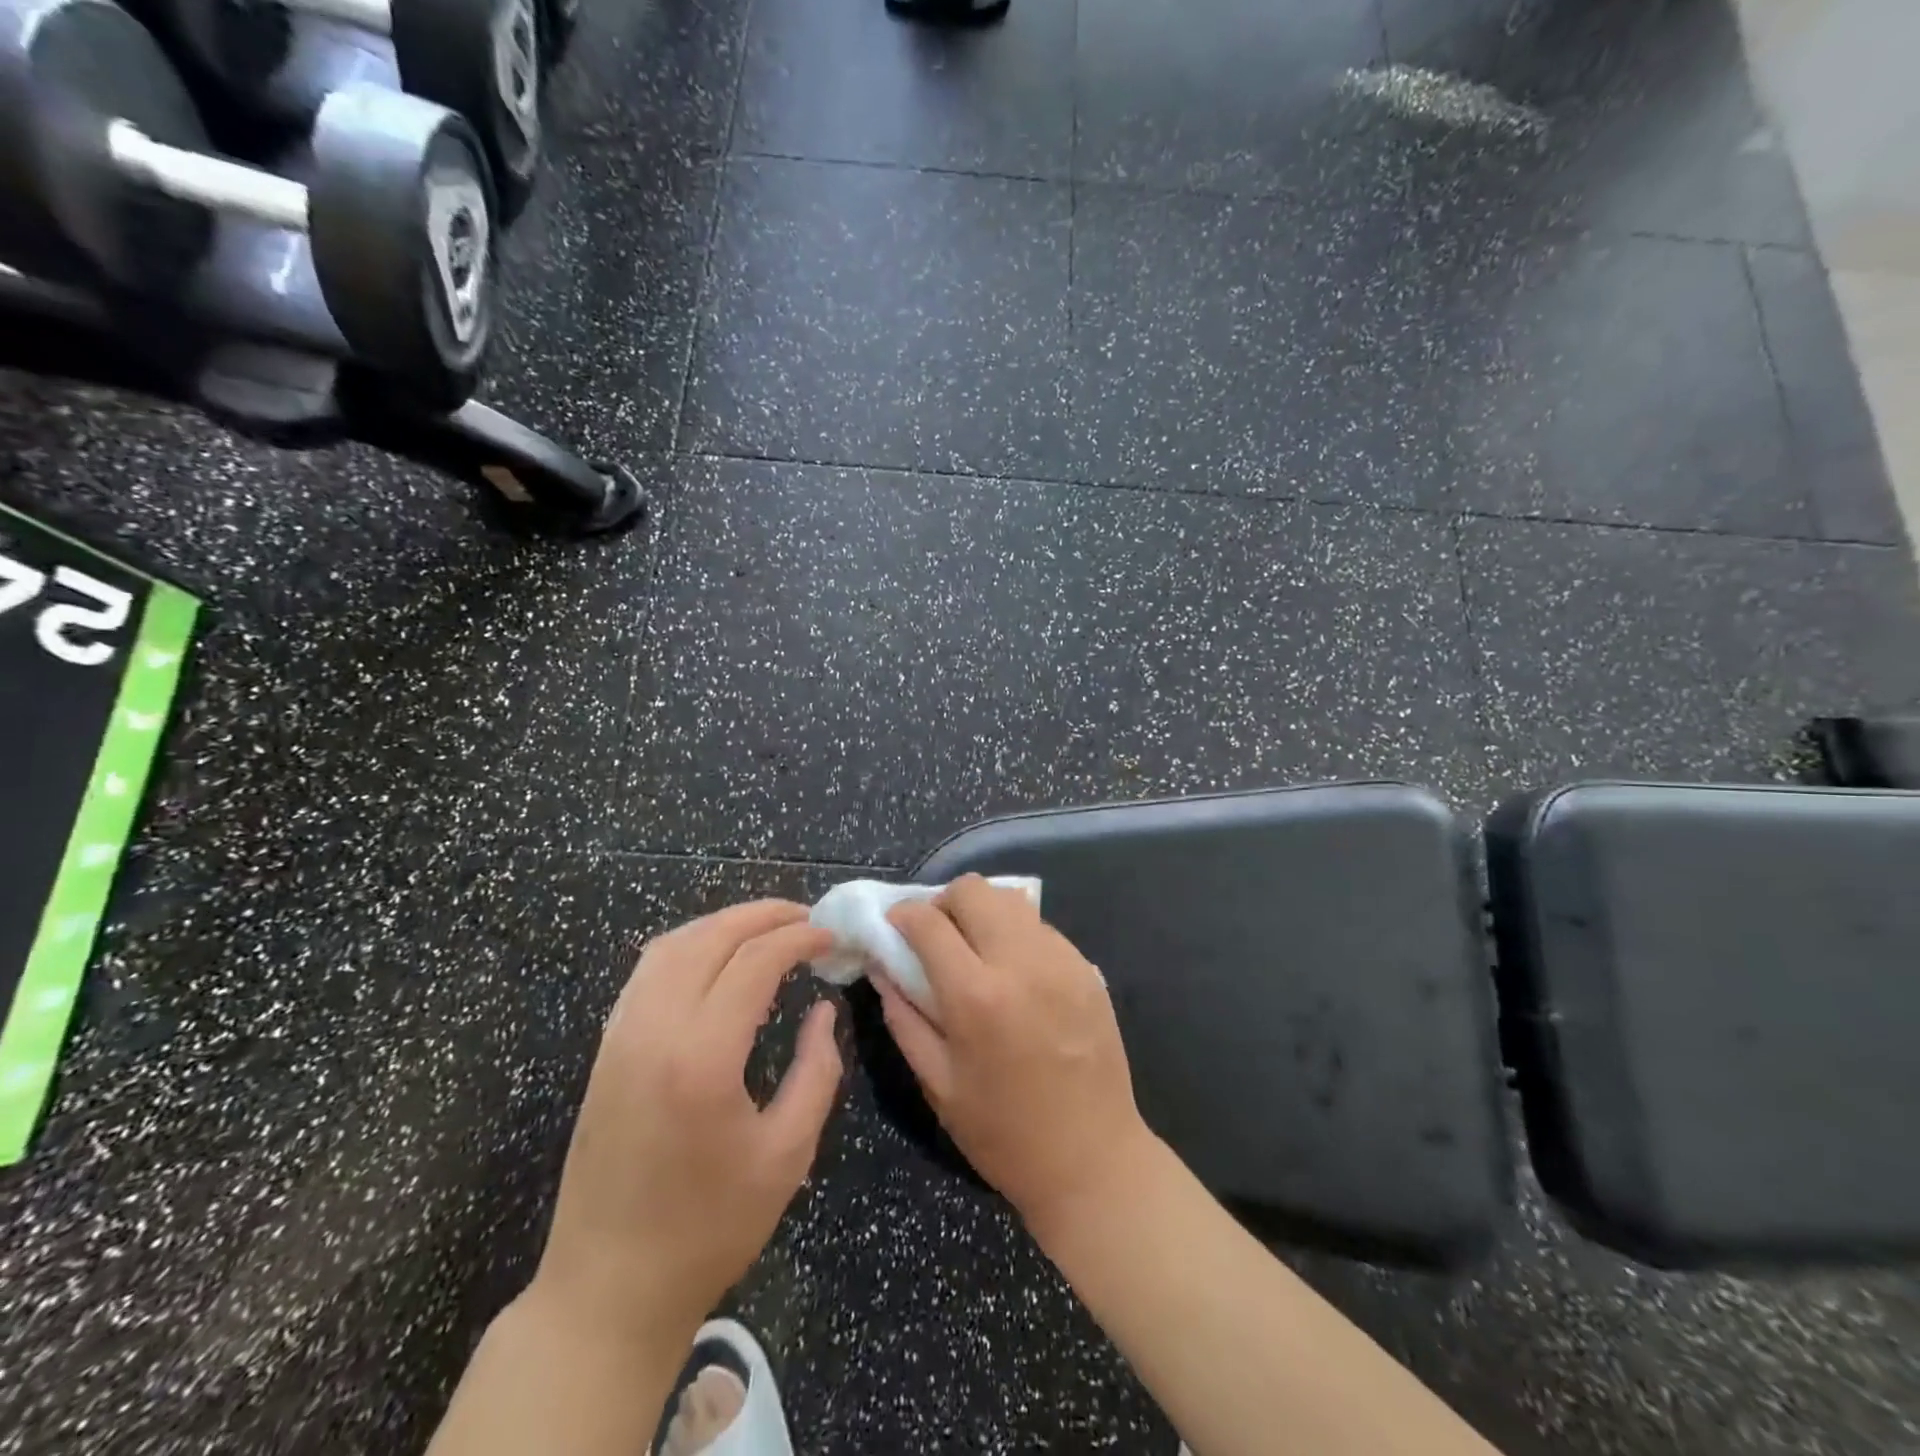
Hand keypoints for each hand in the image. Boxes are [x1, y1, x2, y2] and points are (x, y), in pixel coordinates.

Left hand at [530, 901, 841, 1351]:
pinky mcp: (605, 1049)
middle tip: (806, 918)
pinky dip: (688, 946)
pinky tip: (715, 958)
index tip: (830, 937)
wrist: (609, 1288)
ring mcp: (620, 1036)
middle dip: (763, 915)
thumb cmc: (710, 1228)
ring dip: (723, 924)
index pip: (755, 961)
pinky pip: (647, 972)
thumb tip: (822, 1011)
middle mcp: (654, 1030)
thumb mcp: (788, 1154)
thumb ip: (817, 1071)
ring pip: (672, 945)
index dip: (798, 938)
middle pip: (710, 937)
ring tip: (767, 927)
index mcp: (702, 1058)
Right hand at [879, 876, 1156, 1238]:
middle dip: (944, 902)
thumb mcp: (938, 1084)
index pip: (928, 921)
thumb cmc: (1004, 1133)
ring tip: (975, 948)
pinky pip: (1041, 927)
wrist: (1093, 1160)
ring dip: (982, 912)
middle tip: (936, 934)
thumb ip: (904, 1018)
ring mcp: (1060, 960)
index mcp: (975, 995)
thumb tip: (882, 967)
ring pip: (1010, 900)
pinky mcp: (1086, 967)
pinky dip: (1016, 933)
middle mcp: (1020, 962)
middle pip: (973, 890)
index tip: (895, 926)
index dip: (903, 915)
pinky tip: (1013, 970)